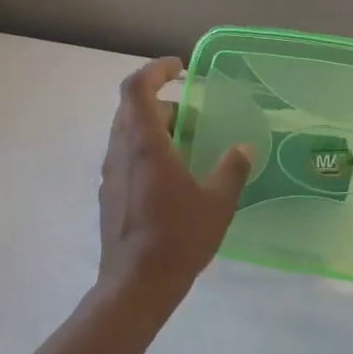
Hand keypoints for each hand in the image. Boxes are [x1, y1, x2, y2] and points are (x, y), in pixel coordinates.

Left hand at [97, 58, 252, 307]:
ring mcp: (111, 175)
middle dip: (162, 102)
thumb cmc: (178, 238)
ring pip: (126, 134)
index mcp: (145, 144)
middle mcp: (120, 152)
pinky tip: (172, 177)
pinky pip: (125, 157)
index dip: (155, 69)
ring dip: (154, 128)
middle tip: (194, 114)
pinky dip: (146, 151)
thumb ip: (231, 169)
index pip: (137, 88)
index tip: (180, 67)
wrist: (135, 285)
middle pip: (131, 109)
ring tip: (187, 144)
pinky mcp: (109, 195)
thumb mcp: (217, 202)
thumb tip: (243, 147)